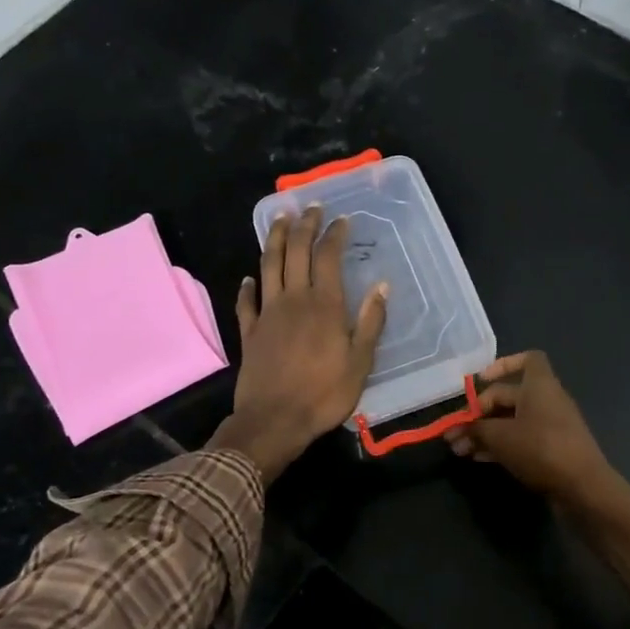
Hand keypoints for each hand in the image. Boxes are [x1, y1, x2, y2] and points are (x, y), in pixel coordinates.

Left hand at [209, 205, 388, 481]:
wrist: (274, 421)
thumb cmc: (324, 395)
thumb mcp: (360, 362)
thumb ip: (370, 322)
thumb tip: (382, 286)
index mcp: (324, 306)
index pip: (328, 258)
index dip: (334, 235)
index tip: (341, 219)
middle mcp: (294, 300)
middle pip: (297, 252)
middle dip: (304, 226)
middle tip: (310, 207)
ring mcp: (267, 314)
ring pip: (269, 266)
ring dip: (275, 240)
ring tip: (279, 219)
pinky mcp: (249, 332)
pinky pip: (247, 301)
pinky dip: (249, 285)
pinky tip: (250, 276)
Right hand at [446, 351, 613, 503]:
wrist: (582, 487)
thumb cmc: (540, 448)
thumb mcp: (500, 437)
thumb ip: (475, 429)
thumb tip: (458, 429)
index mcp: (539, 385)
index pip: (527, 359)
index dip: (503, 365)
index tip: (480, 380)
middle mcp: (546, 400)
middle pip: (508, 397)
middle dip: (478, 414)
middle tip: (453, 433)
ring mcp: (551, 426)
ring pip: (511, 421)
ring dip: (484, 433)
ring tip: (459, 450)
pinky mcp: (551, 450)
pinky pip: (520, 440)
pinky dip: (499, 445)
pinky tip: (478, 458)